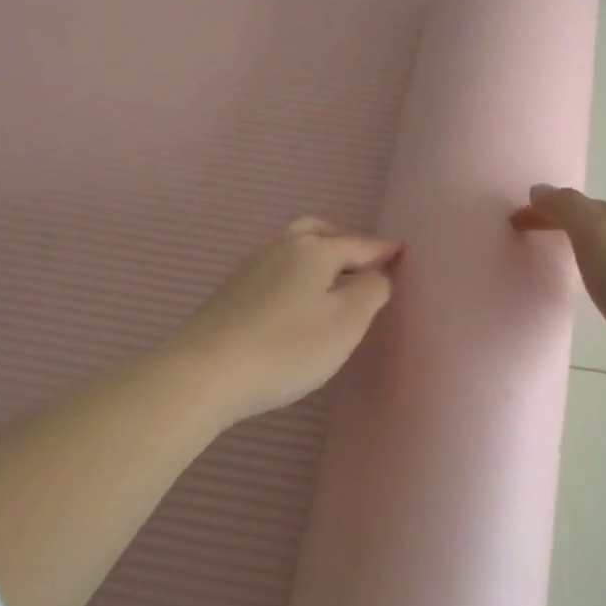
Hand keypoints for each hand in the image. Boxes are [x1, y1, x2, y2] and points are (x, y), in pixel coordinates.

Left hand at [170, 218, 399, 424]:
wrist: (205, 373)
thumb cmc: (288, 347)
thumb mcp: (346, 322)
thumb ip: (371, 291)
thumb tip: (376, 274)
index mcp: (314, 251)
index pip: (358, 244)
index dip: (382, 249)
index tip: (400, 251)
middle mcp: (280, 248)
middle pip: (317, 232)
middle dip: (343, 242)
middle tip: (361, 263)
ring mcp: (250, 268)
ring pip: (291, 249)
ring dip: (315, 257)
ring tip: (330, 284)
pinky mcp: (230, 293)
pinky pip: (273, 270)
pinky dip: (294, 275)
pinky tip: (294, 303)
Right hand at [511, 186, 605, 413]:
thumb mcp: (597, 235)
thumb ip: (567, 209)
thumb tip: (540, 190)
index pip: (585, 205)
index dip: (548, 210)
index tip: (516, 223)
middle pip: (604, 229)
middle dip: (570, 231)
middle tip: (537, 246)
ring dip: (591, 259)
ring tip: (566, 275)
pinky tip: (604, 303)